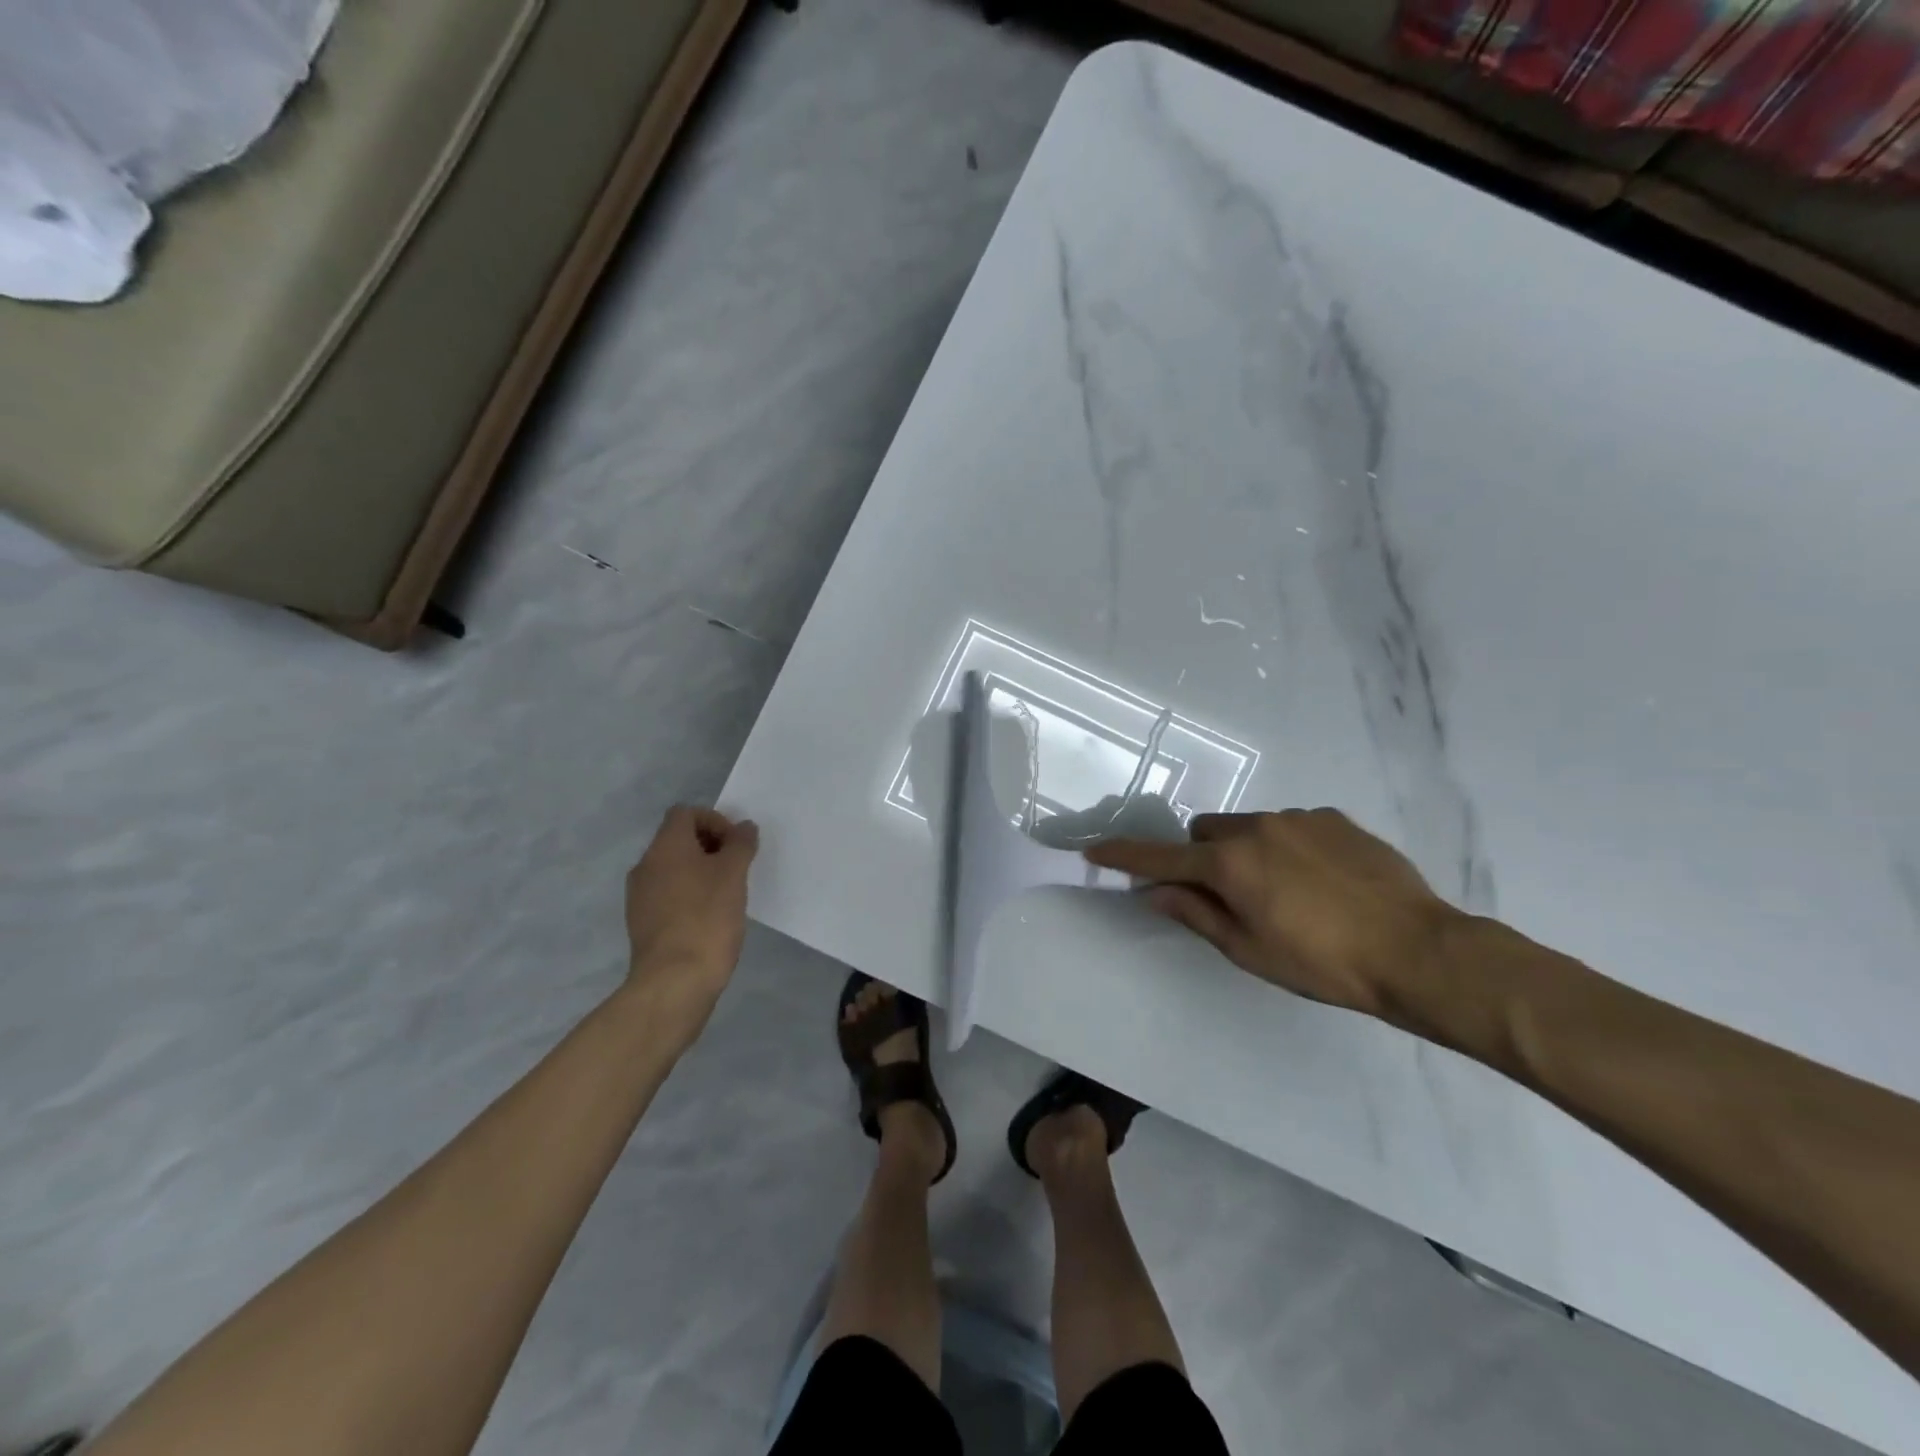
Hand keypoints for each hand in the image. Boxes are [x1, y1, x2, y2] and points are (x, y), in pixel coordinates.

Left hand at [622, 806, 758, 1047]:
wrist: (674, 981)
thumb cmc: (707, 918)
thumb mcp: (733, 874)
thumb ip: (740, 844)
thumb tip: (743, 827)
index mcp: (665, 847)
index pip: (685, 813)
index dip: (715, 820)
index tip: (736, 845)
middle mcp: (645, 866)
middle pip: (678, 840)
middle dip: (710, 847)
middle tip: (736, 869)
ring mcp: (639, 897)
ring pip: (673, 869)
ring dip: (700, 873)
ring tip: (726, 895)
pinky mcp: (642, 924)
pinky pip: (668, 895)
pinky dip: (689, 896)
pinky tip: (709, 918)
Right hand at [1084, 808, 1458, 1020]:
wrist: (1418, 951)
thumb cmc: (1323, 963)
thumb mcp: (1250, 950)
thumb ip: (1196, 914)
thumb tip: (1156, 892)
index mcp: (1229, 864)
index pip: (1161, 858)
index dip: (1126, 857)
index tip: (1096, 852)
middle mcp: (1256, 828)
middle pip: (1205, 833)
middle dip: (1203, 859)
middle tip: (1230, 897)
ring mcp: (1298, 818)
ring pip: (1248, 827)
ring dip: (1247, 852)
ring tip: (1289, 893)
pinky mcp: (1334, 818)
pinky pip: (1290, 826)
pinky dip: (1288, 847)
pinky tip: (1322, 882)